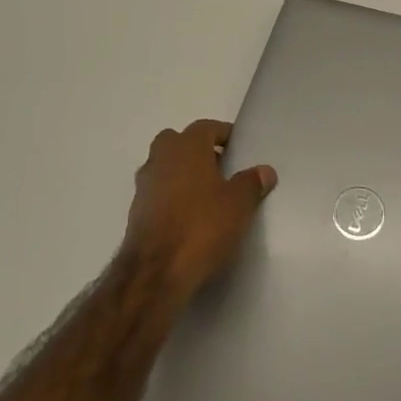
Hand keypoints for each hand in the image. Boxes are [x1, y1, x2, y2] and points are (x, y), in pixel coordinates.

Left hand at [122, 119, 275, 309]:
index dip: (224, 135)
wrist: (155, 272)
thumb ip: (252, 183)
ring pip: (165, 168)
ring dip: (182, 175)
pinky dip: (171, 198)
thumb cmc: (202, 226)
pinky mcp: (136, 213)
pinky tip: (189, 218)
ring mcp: (144, 186)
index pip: (206, 127)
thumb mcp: (239, 204)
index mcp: (186, 147)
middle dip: (197, 151)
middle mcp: (160, 158)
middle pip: (178, 142)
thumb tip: (264, 171)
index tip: (239, 149)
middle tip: (221, 169)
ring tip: (207, 196)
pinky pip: (158, 193)